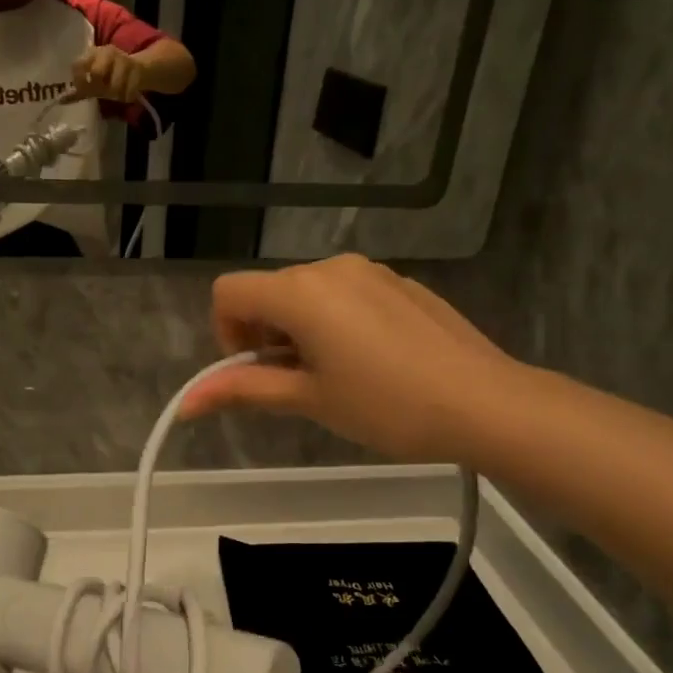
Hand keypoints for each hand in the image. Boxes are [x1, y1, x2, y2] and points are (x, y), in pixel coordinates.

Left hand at [70, 45, 146, 102]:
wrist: (138, 69)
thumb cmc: (110, 76)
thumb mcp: (94, 82)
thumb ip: (78, 91)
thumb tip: (60, 101)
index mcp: (92, 54)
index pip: (78, 64)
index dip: (78, 79)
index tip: (82, 91)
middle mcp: (106, 52)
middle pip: (96, 73)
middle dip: (98, 87)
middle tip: (101, 93)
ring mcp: (122, 59)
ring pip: (114, 84)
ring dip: (114, 94)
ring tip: (115, 95)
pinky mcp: (136, 68)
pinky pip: (128, 89)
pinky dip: (126, 96)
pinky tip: (125, 95)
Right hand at [178, 254, 522, 462]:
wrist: (485, 403)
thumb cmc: (386, 406)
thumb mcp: (308, 399)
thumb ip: (243, 389)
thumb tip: (186, 403)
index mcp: (300, 292)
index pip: (228, 292)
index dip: (227, 333)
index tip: (258, 371)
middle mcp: (330, 267)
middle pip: (267, 291)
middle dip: (265, 334)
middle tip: (297, 382)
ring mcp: (370, 270)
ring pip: (306, 292)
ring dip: (299, 328)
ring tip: (335, 375)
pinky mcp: (399, 282)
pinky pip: (345, 293)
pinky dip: (335, 320)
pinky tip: (371, 361)